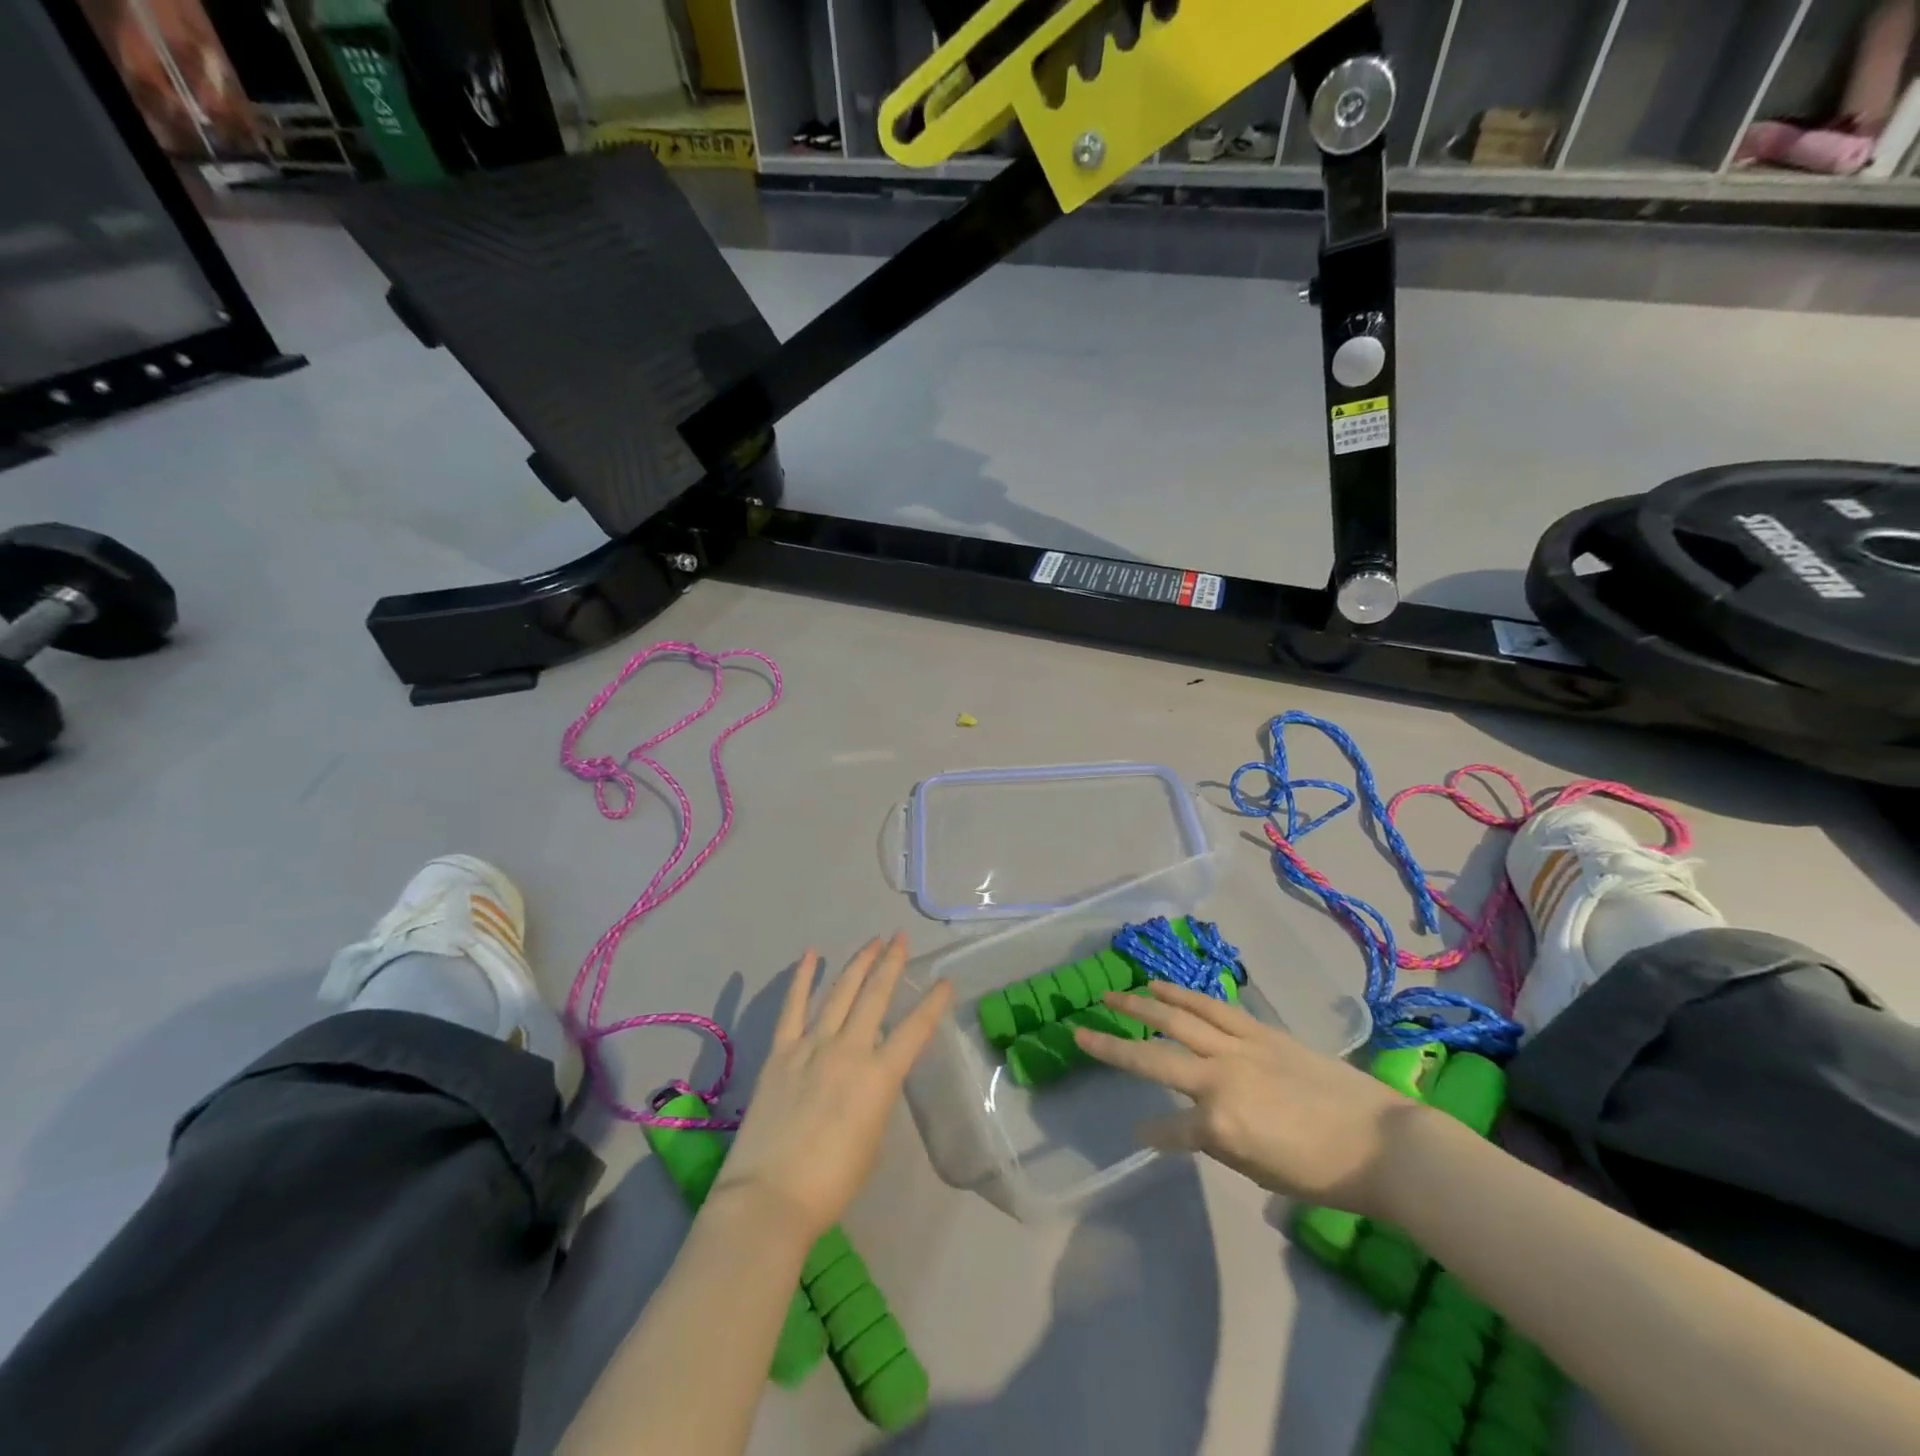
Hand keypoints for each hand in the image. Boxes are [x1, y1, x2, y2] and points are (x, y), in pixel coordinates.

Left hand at [712, 935, 952, 1243]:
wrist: (770, 1197)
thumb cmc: (831, 1182)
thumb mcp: (873, 1137)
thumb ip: (875, 1096)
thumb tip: (868, 1074)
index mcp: (880, 1077)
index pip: (916, 1029)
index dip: (934, 1003)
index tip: (946, 982)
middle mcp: (849, 1050)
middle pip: (875, 995)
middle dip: (891, 963)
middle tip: (901, 938)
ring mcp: (812, 1046)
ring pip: (840, 992)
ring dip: (858, 963)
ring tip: (873, 941)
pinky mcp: (781, 1051)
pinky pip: (794, 1006)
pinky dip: (803, 978)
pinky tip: (811, 955)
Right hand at [1074, 981, 1420, 1215]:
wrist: (1383, 1143)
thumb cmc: (1323, 1173)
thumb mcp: (1260, 1170)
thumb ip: (1216, 1141)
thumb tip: (1186, 1125)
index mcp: (1219, 1124)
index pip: (1169, 1130)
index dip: (1152, 1134)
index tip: (1139, 1135)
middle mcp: (1218, 1078)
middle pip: (1154, 1057)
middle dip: (1113, 1045)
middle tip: (1081, 1030)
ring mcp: (1238, 1047)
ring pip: (1178, 1019)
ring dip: (1141, 1006)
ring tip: (1114, 995)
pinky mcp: (1258, 1031)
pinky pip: (1211, 1008)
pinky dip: (1183, 995)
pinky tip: (1162, 987)